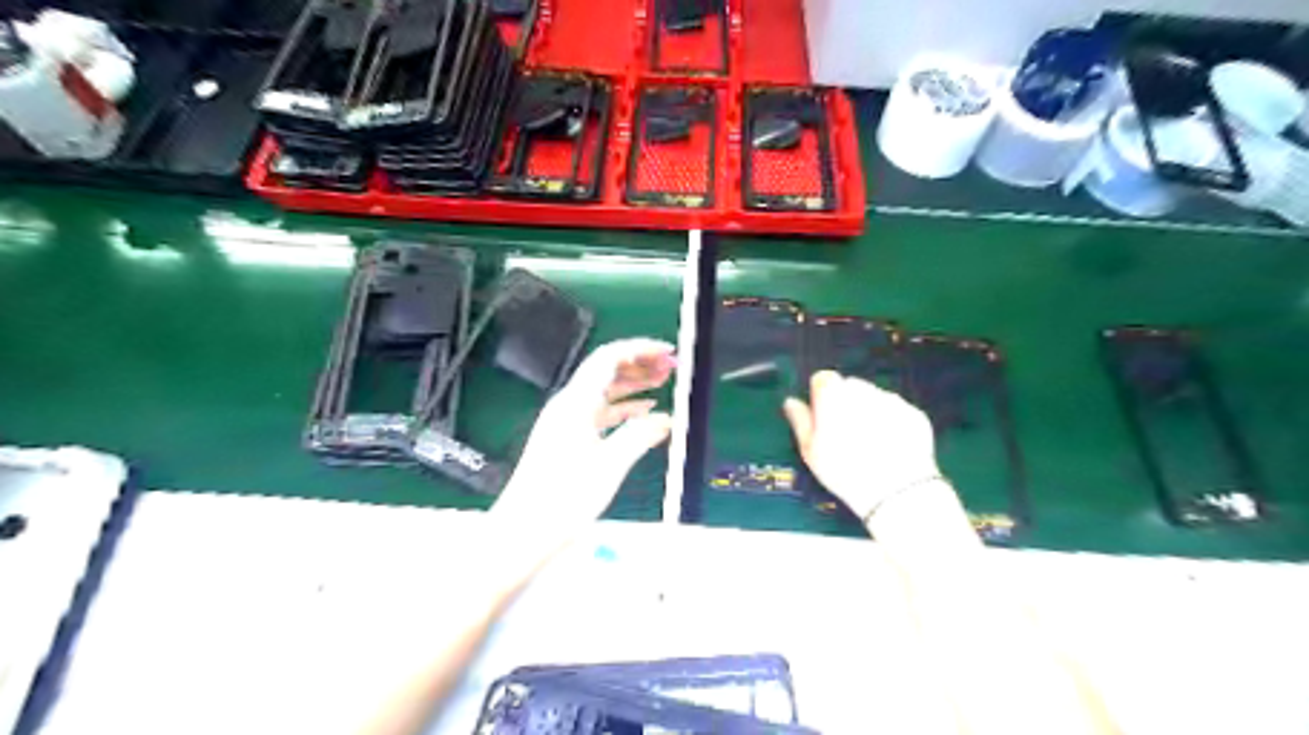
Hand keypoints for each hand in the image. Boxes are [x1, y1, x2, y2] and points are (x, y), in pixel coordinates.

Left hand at [491, 340, 674, 527]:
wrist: (523, 531)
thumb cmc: (564, 498)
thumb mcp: (610, 465)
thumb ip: (640, 436)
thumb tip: (668, 419)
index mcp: (576, 402)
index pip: (609, 357)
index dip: (640, 349)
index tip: (668, 352)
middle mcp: (569, 404)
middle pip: (606, 370)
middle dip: (639, 363)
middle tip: (671, 366)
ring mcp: (566, 421)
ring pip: (604, 391)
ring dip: (633, 384)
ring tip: (663, 382)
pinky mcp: (566, 439)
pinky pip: (599, 413)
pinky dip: (623, 408)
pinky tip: (644, 413)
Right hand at [788, 372, 942, 518]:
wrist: (895, 490)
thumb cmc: (843, 470)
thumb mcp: (810, 450)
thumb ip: (800, 420)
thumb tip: (791, 402)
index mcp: (833, 394)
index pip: (822, 378)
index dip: (821, 396)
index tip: (823, 416)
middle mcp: (863, 389)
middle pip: (849, 386)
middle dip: (846, 402)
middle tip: (844, 433)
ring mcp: (891, 399)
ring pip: (874, 397)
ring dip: (869, 410)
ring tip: (869, 443)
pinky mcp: (914, 413)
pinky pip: (897, 411)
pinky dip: (892, 422)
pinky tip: (891, 447)